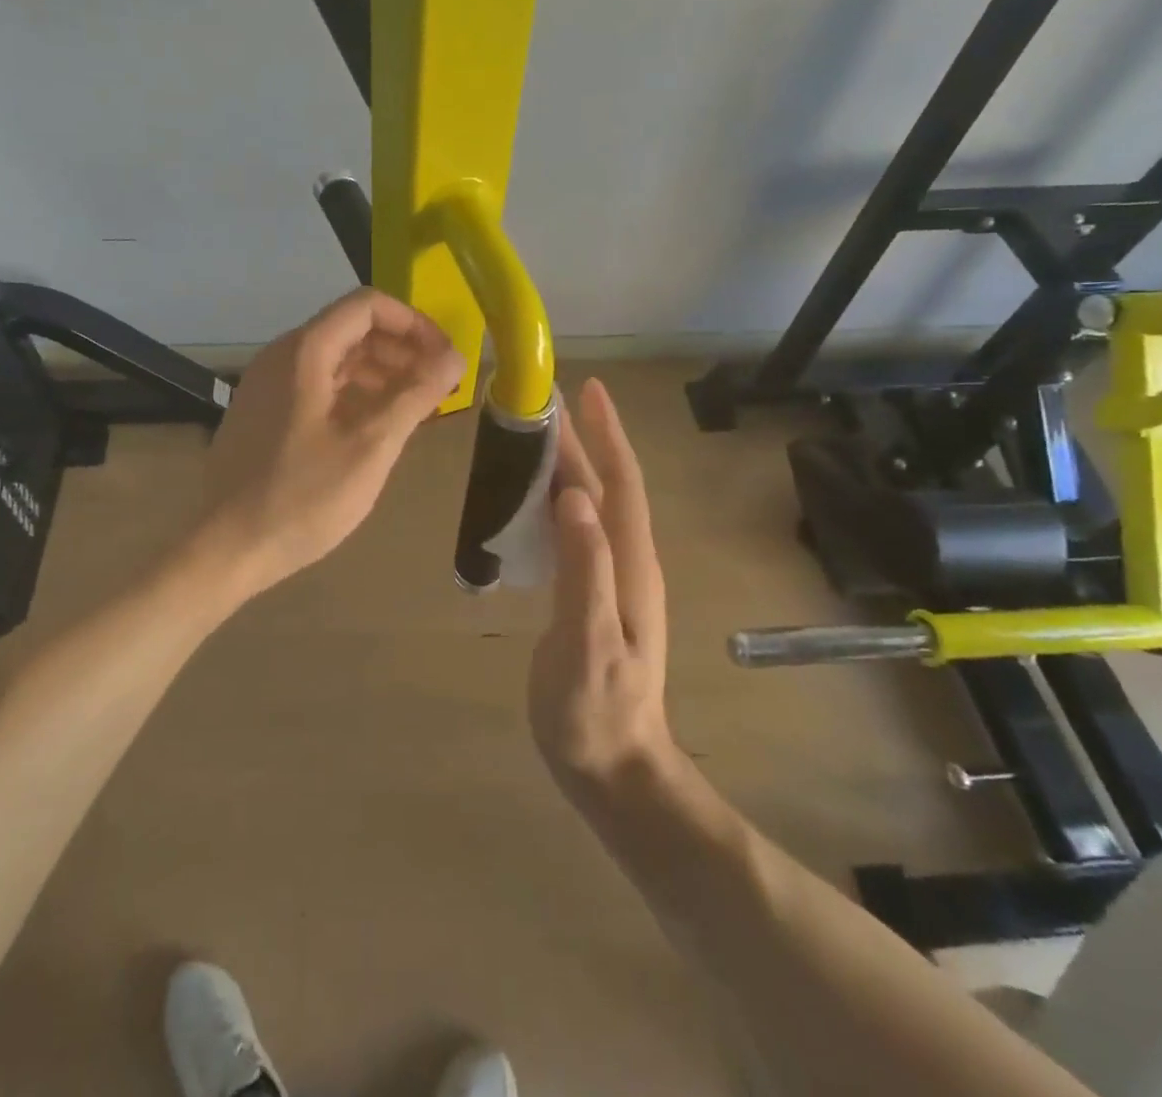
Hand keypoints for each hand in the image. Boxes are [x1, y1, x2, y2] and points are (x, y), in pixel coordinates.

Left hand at [191, 288, 463, 596]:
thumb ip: (415, 396)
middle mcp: (282, 356)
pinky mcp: (263, 412)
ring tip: (414, 407)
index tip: (444, 358)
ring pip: (334, 358)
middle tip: (437, 386)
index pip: (367, 306)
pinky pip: (316, 385)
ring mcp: (267, 385)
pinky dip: (353, 393)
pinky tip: (374, 426)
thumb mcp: (370, 447)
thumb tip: (457, 358)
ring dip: (380, 373)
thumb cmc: (302, 497)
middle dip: (401, 350)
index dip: (414, 324)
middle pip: (351, 329)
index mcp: (305, 352)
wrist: (227, 547)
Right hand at [529, 378, 675, 799]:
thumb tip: (573, 496)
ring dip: (568, 469)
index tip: (588, 389)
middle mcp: (626, 563)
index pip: (620, 484)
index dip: (606, 435)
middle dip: (580, 441)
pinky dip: (555, 506)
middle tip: (543, 404)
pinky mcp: (592, 599)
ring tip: (533, 440)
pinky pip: (575, 535)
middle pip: (604, 488)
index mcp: (629, 565)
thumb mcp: (589, 641)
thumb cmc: (597, 710)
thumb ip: (584, 569)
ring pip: (590, 509)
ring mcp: (612, 582)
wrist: (616, 771)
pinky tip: (532, 505)